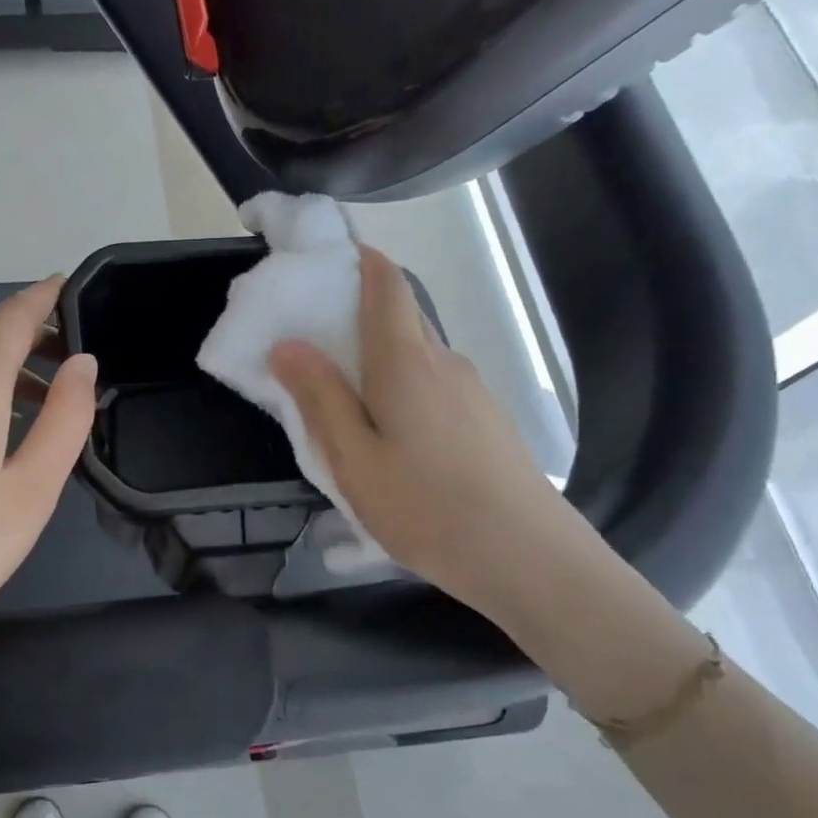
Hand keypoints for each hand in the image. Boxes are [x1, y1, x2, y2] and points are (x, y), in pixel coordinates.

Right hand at [270, 245, 580, 621]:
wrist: (530, 560)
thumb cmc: (427, 509)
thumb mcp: (353, 460)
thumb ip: (319, 398)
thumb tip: (287, 345)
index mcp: (406, 361)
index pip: (385, 283)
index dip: (357, 258)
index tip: (322, 260)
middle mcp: (443, 361)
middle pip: (398, 316)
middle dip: (355, 313)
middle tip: (311, 343)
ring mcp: (472, 390)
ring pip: (416, 355)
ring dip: (377, 359)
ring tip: (343, 402)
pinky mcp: (487, 419)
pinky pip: (434, 384)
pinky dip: (402, 387)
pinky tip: (391, 437)